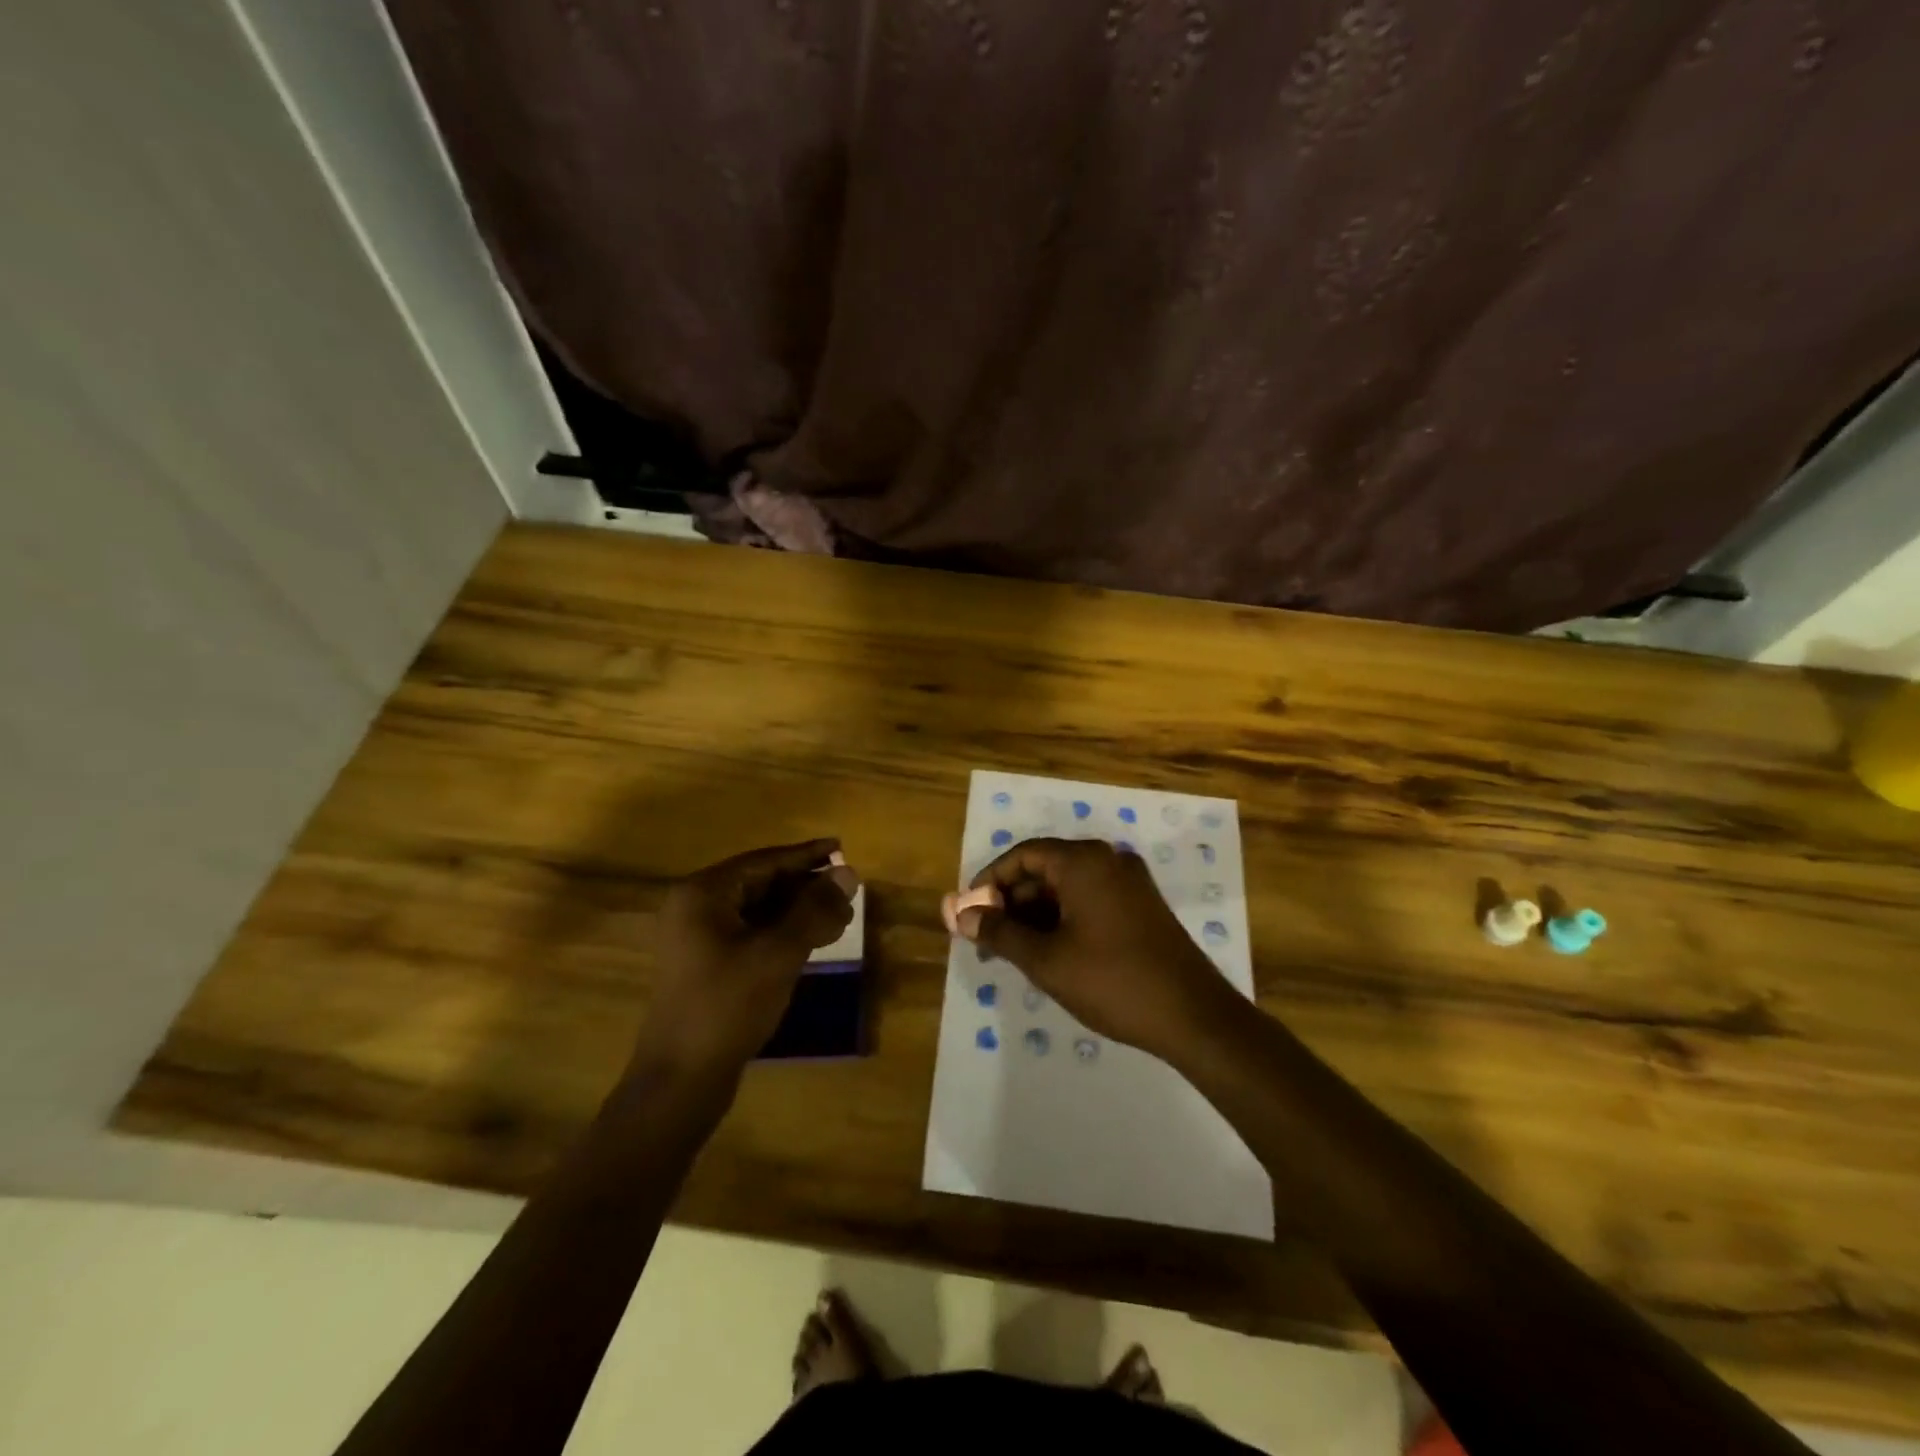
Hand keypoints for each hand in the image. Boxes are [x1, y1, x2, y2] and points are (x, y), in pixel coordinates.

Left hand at [629, 839, 857, 1081]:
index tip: (841, 848)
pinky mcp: (706, 965)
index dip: (806, 855)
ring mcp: (697, 938)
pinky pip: (750, 934)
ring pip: (758, 910)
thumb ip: (814, 909)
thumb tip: (848, 872)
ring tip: (840, 918)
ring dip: (798, 911)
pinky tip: (813, 941)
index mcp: (703, 894)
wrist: (680, 1080)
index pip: (763, 861)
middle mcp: (695, 907)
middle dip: (806, 887)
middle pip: (760, 883)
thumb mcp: (778, 953)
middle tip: (848, 892)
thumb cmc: (728, 1006)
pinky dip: (783, 933)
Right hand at [959, 837, 1237, 1060]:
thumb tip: (960, 916)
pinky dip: (1062, 918)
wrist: (1193, 1016)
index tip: (968, 913)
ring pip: (1066, 886)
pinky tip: (1048, 950)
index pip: (1022, 855)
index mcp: (1083, 861)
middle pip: (1044, 868)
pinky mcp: (1141, 905)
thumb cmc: (1112, 981)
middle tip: (986, 939)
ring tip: (1012, 951)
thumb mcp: (1046, 960)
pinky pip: (1089, 899)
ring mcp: (1128, 882)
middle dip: (1010, 901)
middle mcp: (1107, 860)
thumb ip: (998, 933)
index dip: (989, 881)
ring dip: (1034, 913)